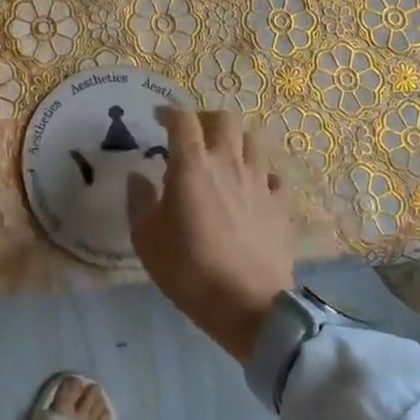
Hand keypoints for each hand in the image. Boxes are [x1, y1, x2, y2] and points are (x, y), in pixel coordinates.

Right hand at [126, 108, 295, 361]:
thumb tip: (138, 177)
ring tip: (225, 156)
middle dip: (206, 119)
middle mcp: (229, 163)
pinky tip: (253, 188)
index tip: (159, 119)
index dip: (169, 112)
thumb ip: (139, 201)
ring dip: (237, 141)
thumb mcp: (146, 238)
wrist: (247, 306)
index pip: (183, 119)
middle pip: (225, 119)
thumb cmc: (188, 269)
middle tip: (194, 135)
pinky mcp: (282, 205)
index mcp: (192, 165)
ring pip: (255, 140)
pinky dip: (263, 174)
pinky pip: (276, 176)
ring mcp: (260, 182)